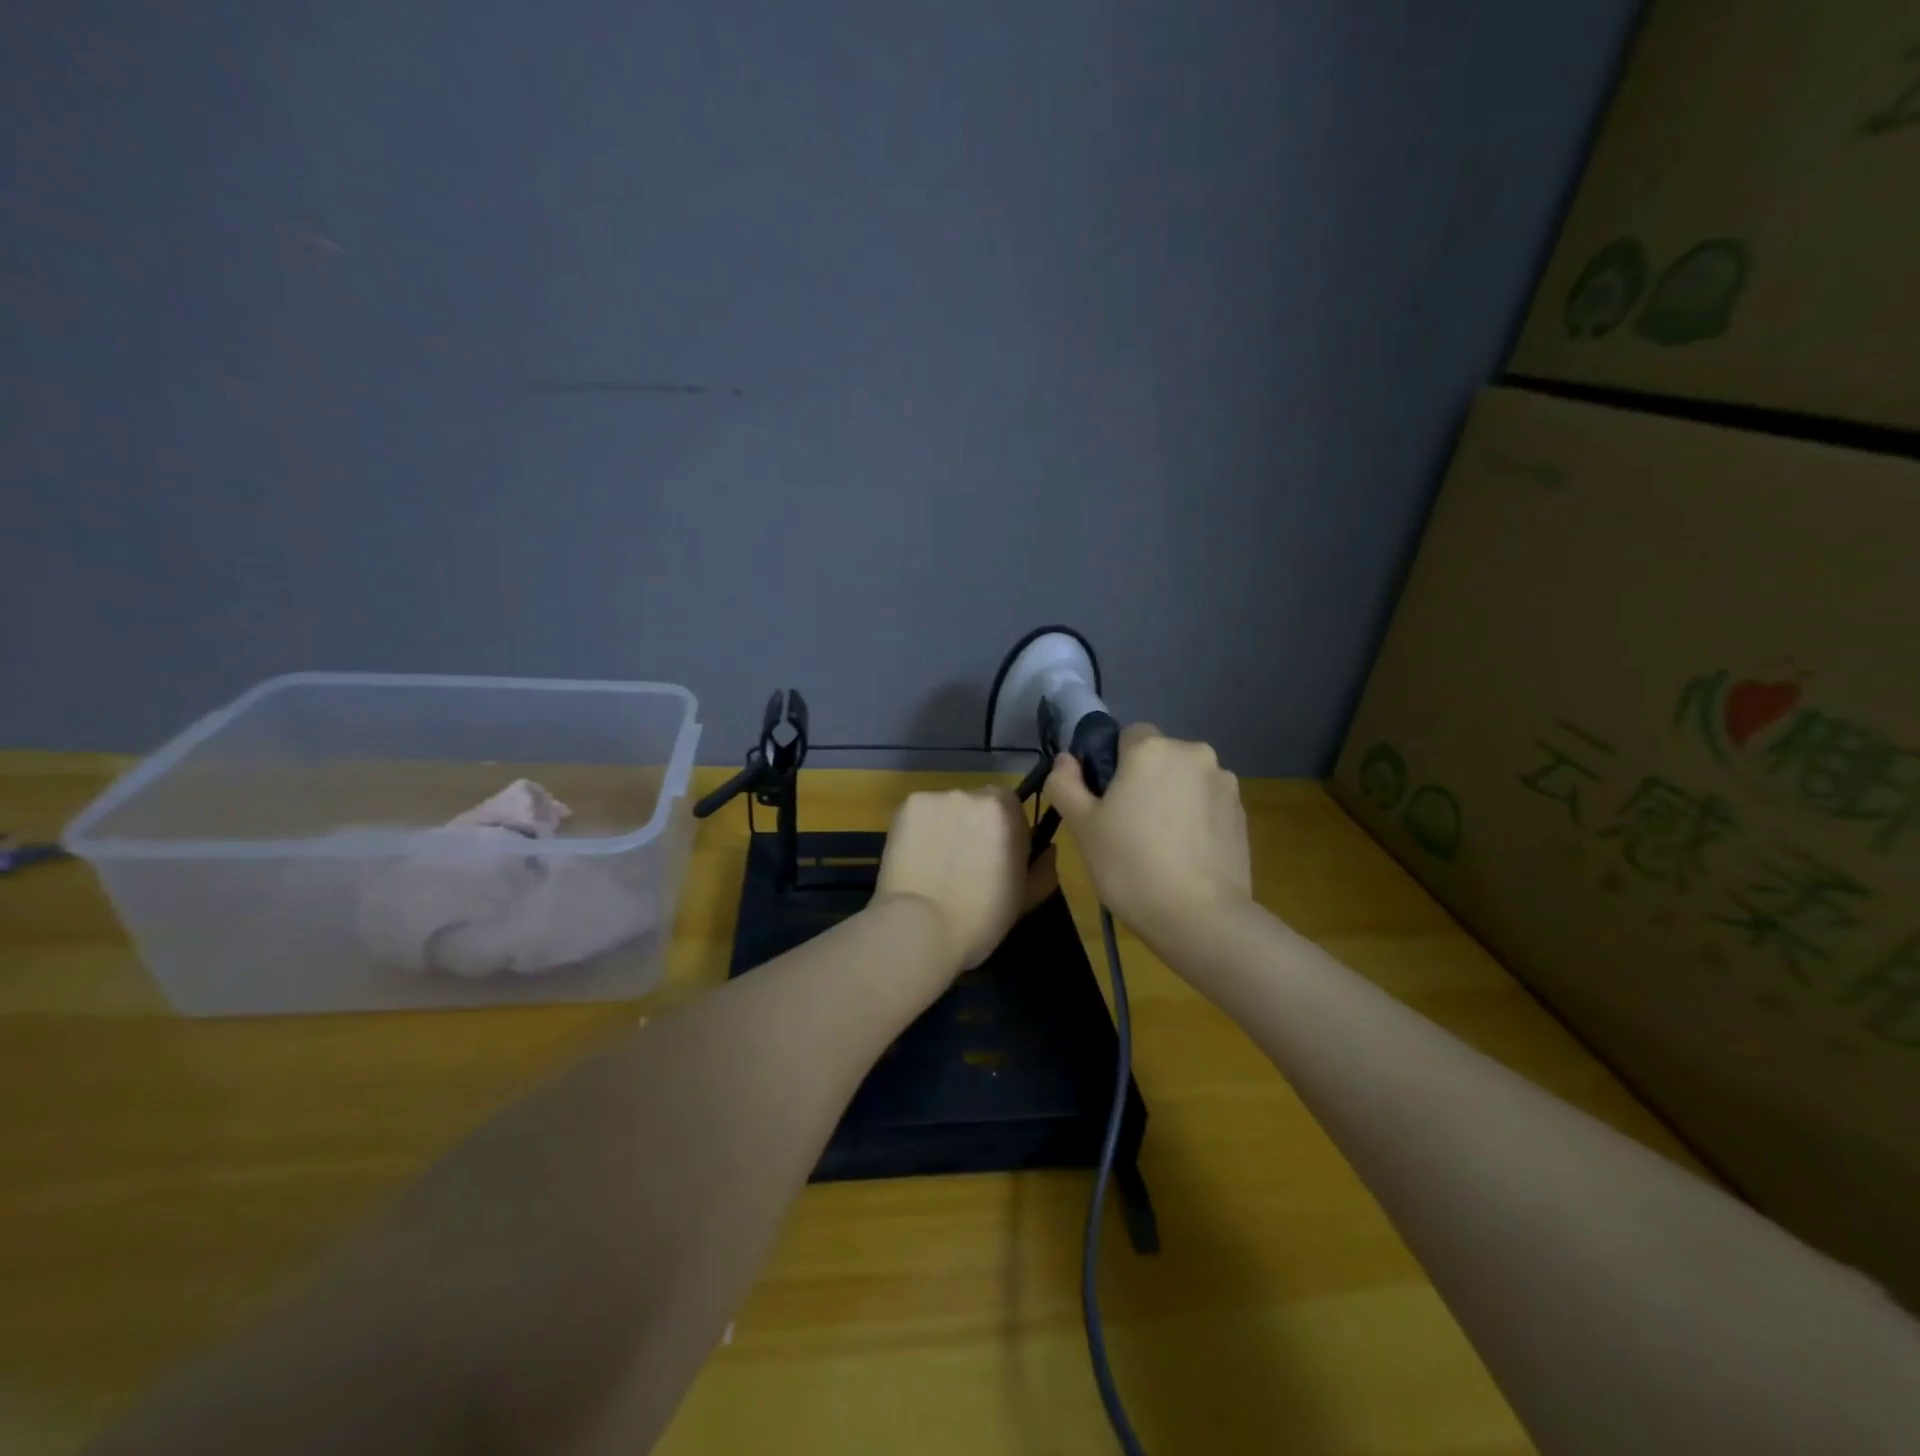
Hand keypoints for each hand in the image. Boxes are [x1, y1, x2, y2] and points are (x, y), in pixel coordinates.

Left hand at [874, 787, 1034, 970]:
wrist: (919, 928)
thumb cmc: (980, 919)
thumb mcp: (1025, 899)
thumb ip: (1043, 868)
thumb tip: (1048, 849)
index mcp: (1005, 811)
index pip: (1012, 806)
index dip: (1006, 831)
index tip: (998, 857)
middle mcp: (971, 794)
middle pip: (978, 803)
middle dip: (975, 825)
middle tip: (965, 860)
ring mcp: (935, 798)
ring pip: (947, 807)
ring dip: (947, 825)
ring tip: (936, 862)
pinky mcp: (905, 807)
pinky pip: (920, 813)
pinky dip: (920, 829)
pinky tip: (916, 858)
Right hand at [1045, 725, 1251, 938]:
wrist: (1200, 918)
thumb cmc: (1130, 865)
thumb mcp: (1082, 826)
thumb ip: (1066, 784)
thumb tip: (1067, 760)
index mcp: (1152, 749)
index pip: (1127, 736)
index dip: (1112, 765)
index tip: (1105, 801)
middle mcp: (1194, 753)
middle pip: (1159, 757)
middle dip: (1145, 780)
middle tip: (1127, 826)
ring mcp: (1225, 783)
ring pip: (1185, 781)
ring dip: (1172, 799)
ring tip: (1160, 846)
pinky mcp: (1242, 814)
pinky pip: (1207, 805)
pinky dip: (1195, 820)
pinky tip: (1185, 856)